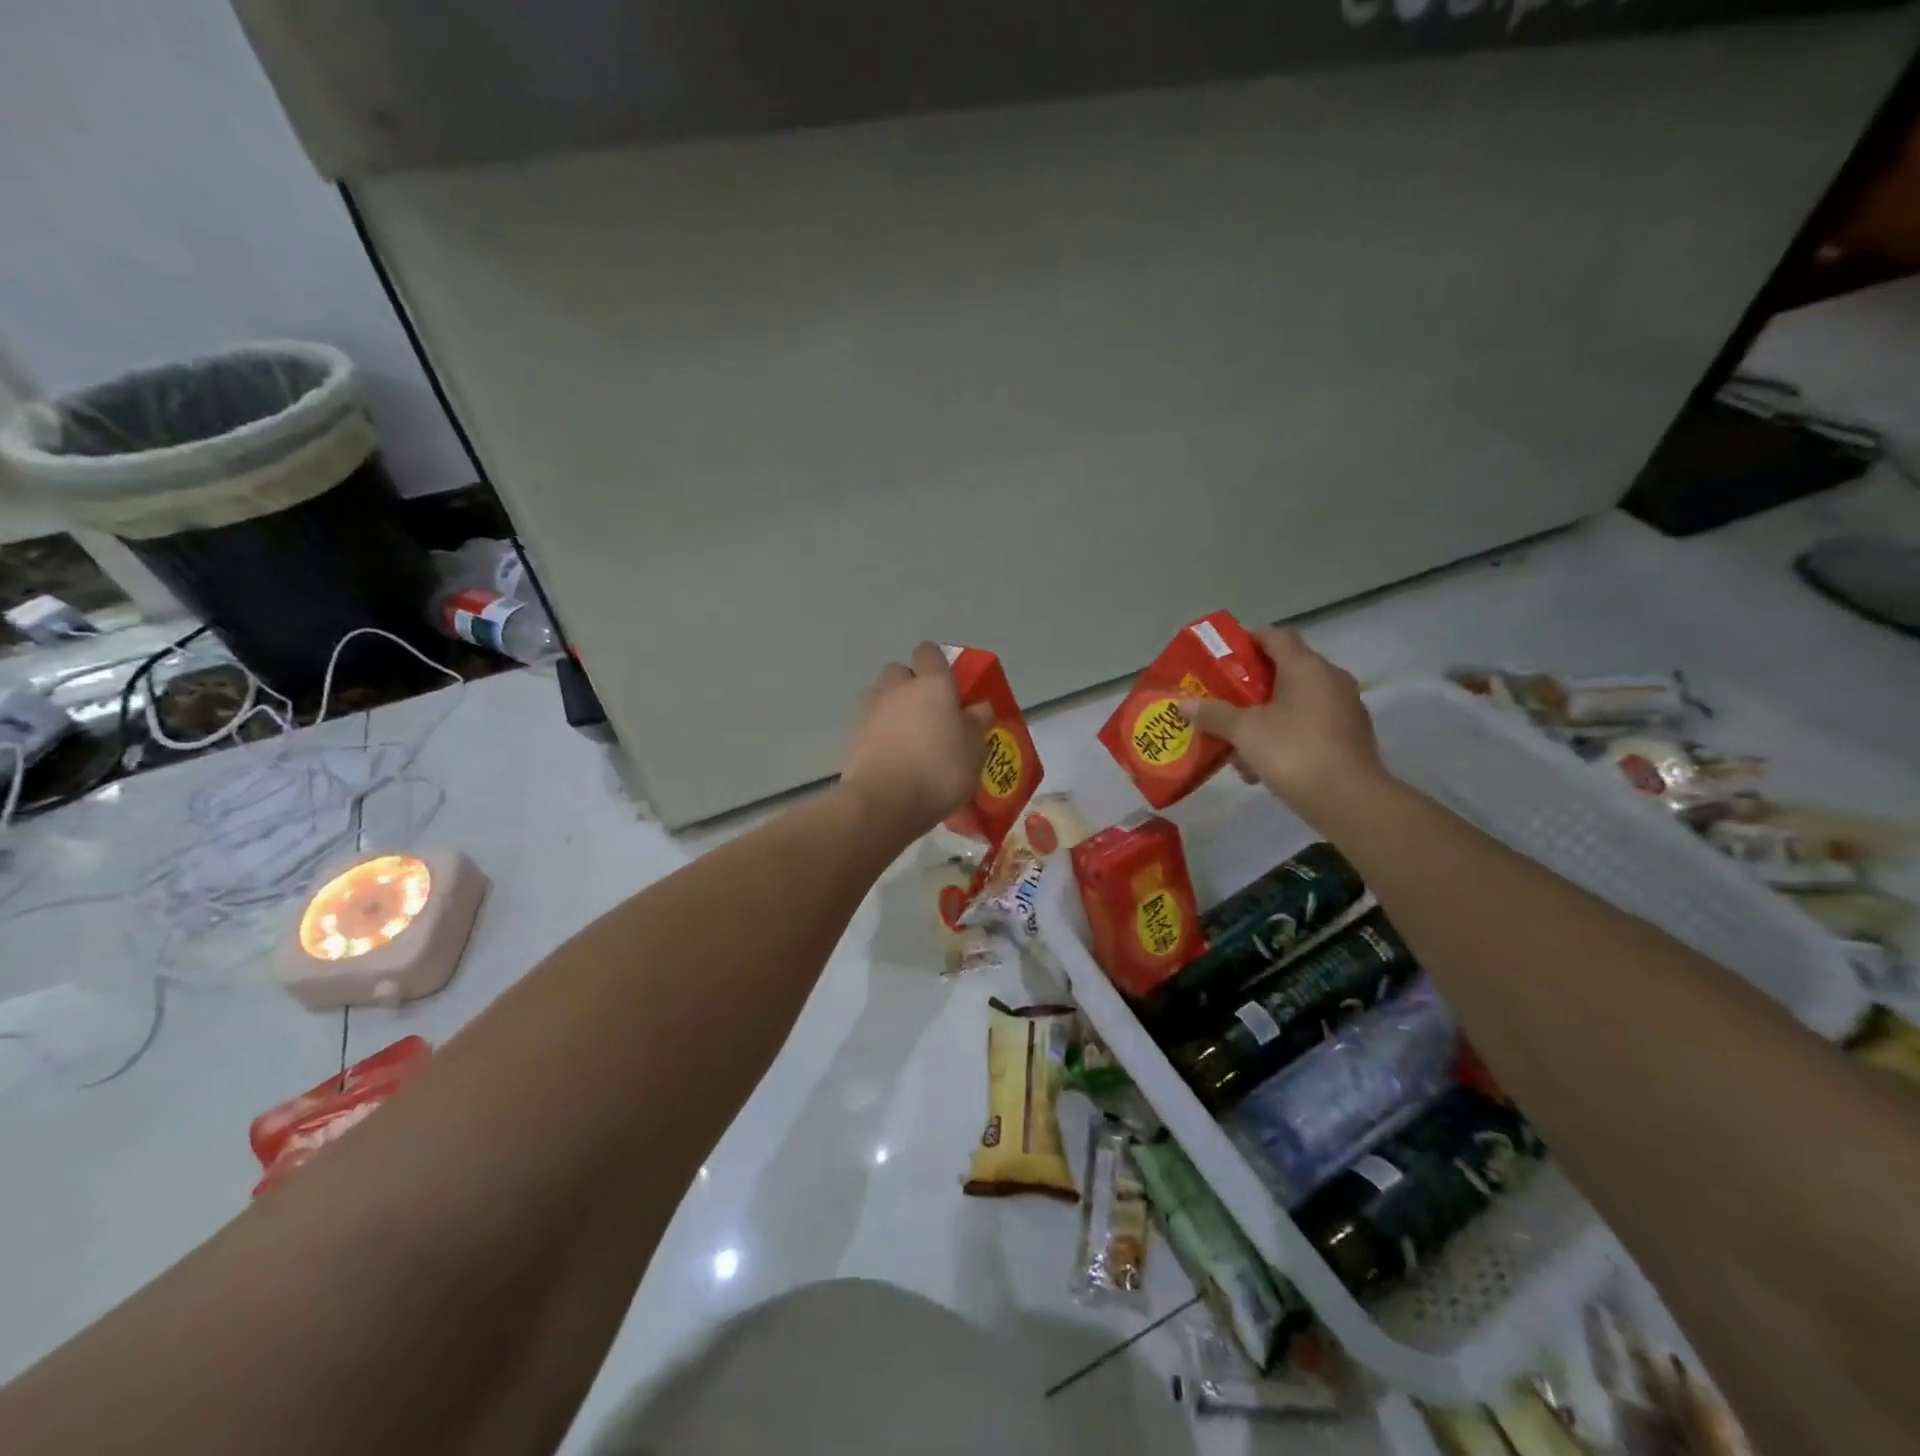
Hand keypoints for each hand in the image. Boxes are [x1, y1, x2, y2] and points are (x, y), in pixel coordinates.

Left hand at [840, 642, 990, 840]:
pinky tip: (891, 755)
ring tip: (907, 735)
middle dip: (910, 684)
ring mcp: (871, 710)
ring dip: (892, 707)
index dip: (937, 663)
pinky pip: (869, 723)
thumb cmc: (939, 771)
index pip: (929, 653)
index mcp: (933, 684)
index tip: (948, 683)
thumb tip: (979, 706)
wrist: (884, 803)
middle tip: (928, 711)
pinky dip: (878, 732)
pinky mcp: (853, 735)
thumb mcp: (975, 751)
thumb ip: (976, 723)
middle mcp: (898, 688)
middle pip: (900, 671)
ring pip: (881, 695)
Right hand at [1178, 628, 1387, 825]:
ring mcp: (1345, 707)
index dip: (1248, 640)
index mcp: (1306, 667)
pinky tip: (1263, 762)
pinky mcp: (1350, 735)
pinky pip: (1310, 723)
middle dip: (1251, 685)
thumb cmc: (1293, 752)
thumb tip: (1183, 703)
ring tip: (1238, 739)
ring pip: (1296, 700)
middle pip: (1285, 669)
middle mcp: (1330, 679)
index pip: (1275, 636)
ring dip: (1266, 714)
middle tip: (1223, 698)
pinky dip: (1286, 733)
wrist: (1348, 800)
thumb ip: (1213, 714)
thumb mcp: (1244, 732)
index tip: (1222, 656)